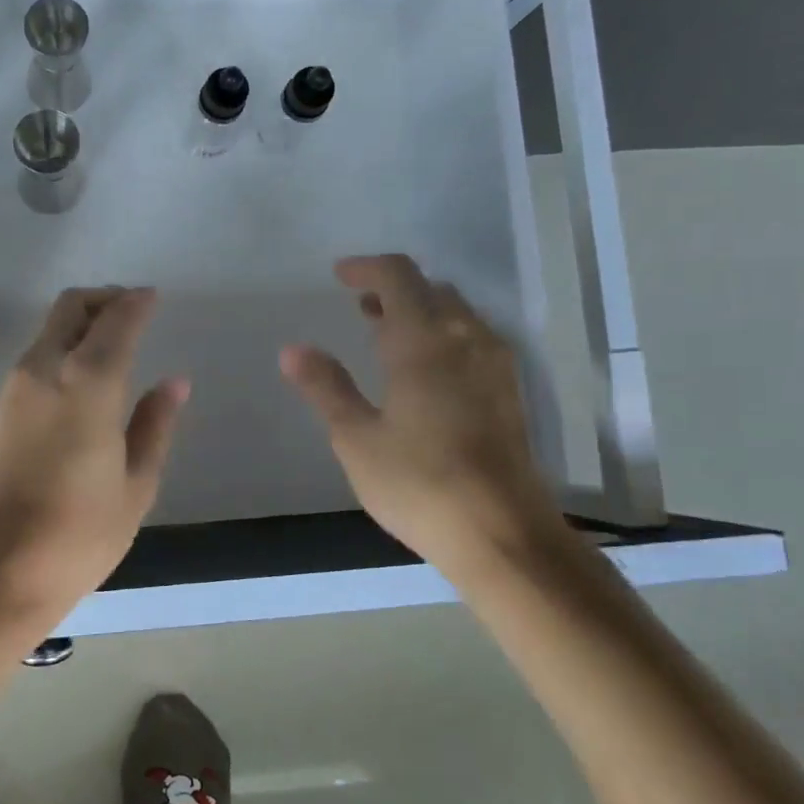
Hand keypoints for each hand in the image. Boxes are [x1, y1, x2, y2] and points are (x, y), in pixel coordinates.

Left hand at [0, 287, 188, 615]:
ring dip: (81, 322)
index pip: (116, 320)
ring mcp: (15, 388)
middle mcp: (45, 370)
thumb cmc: (79, 533)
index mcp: (87, 382)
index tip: (154, 297)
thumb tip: (174, 382)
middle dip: (104, 299)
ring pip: (50, 329)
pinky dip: (63, 346)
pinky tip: (85, 376)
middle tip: (133, 309)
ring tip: (114, 342)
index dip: (137, 303)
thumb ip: (155, 425)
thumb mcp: (136, 484)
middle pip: (71, 307)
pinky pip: (37, 356)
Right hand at [280, 255, 566, 569]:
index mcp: (423, 341)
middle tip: (360, 308)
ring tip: (386, 336)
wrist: (502, 534)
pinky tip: (425, 372)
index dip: (366, 268)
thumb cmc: (418, 482)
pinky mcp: (510, 394)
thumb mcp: (356, 437)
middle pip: (431, 290)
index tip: (339, 276)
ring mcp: (495, 366)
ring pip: (457, 315)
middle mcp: (466, 340)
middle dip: (393, 290)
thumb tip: (293, 350)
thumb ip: (326, 387)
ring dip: (420, 312)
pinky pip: (473, 341)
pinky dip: (443, 336)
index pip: (398, 277)